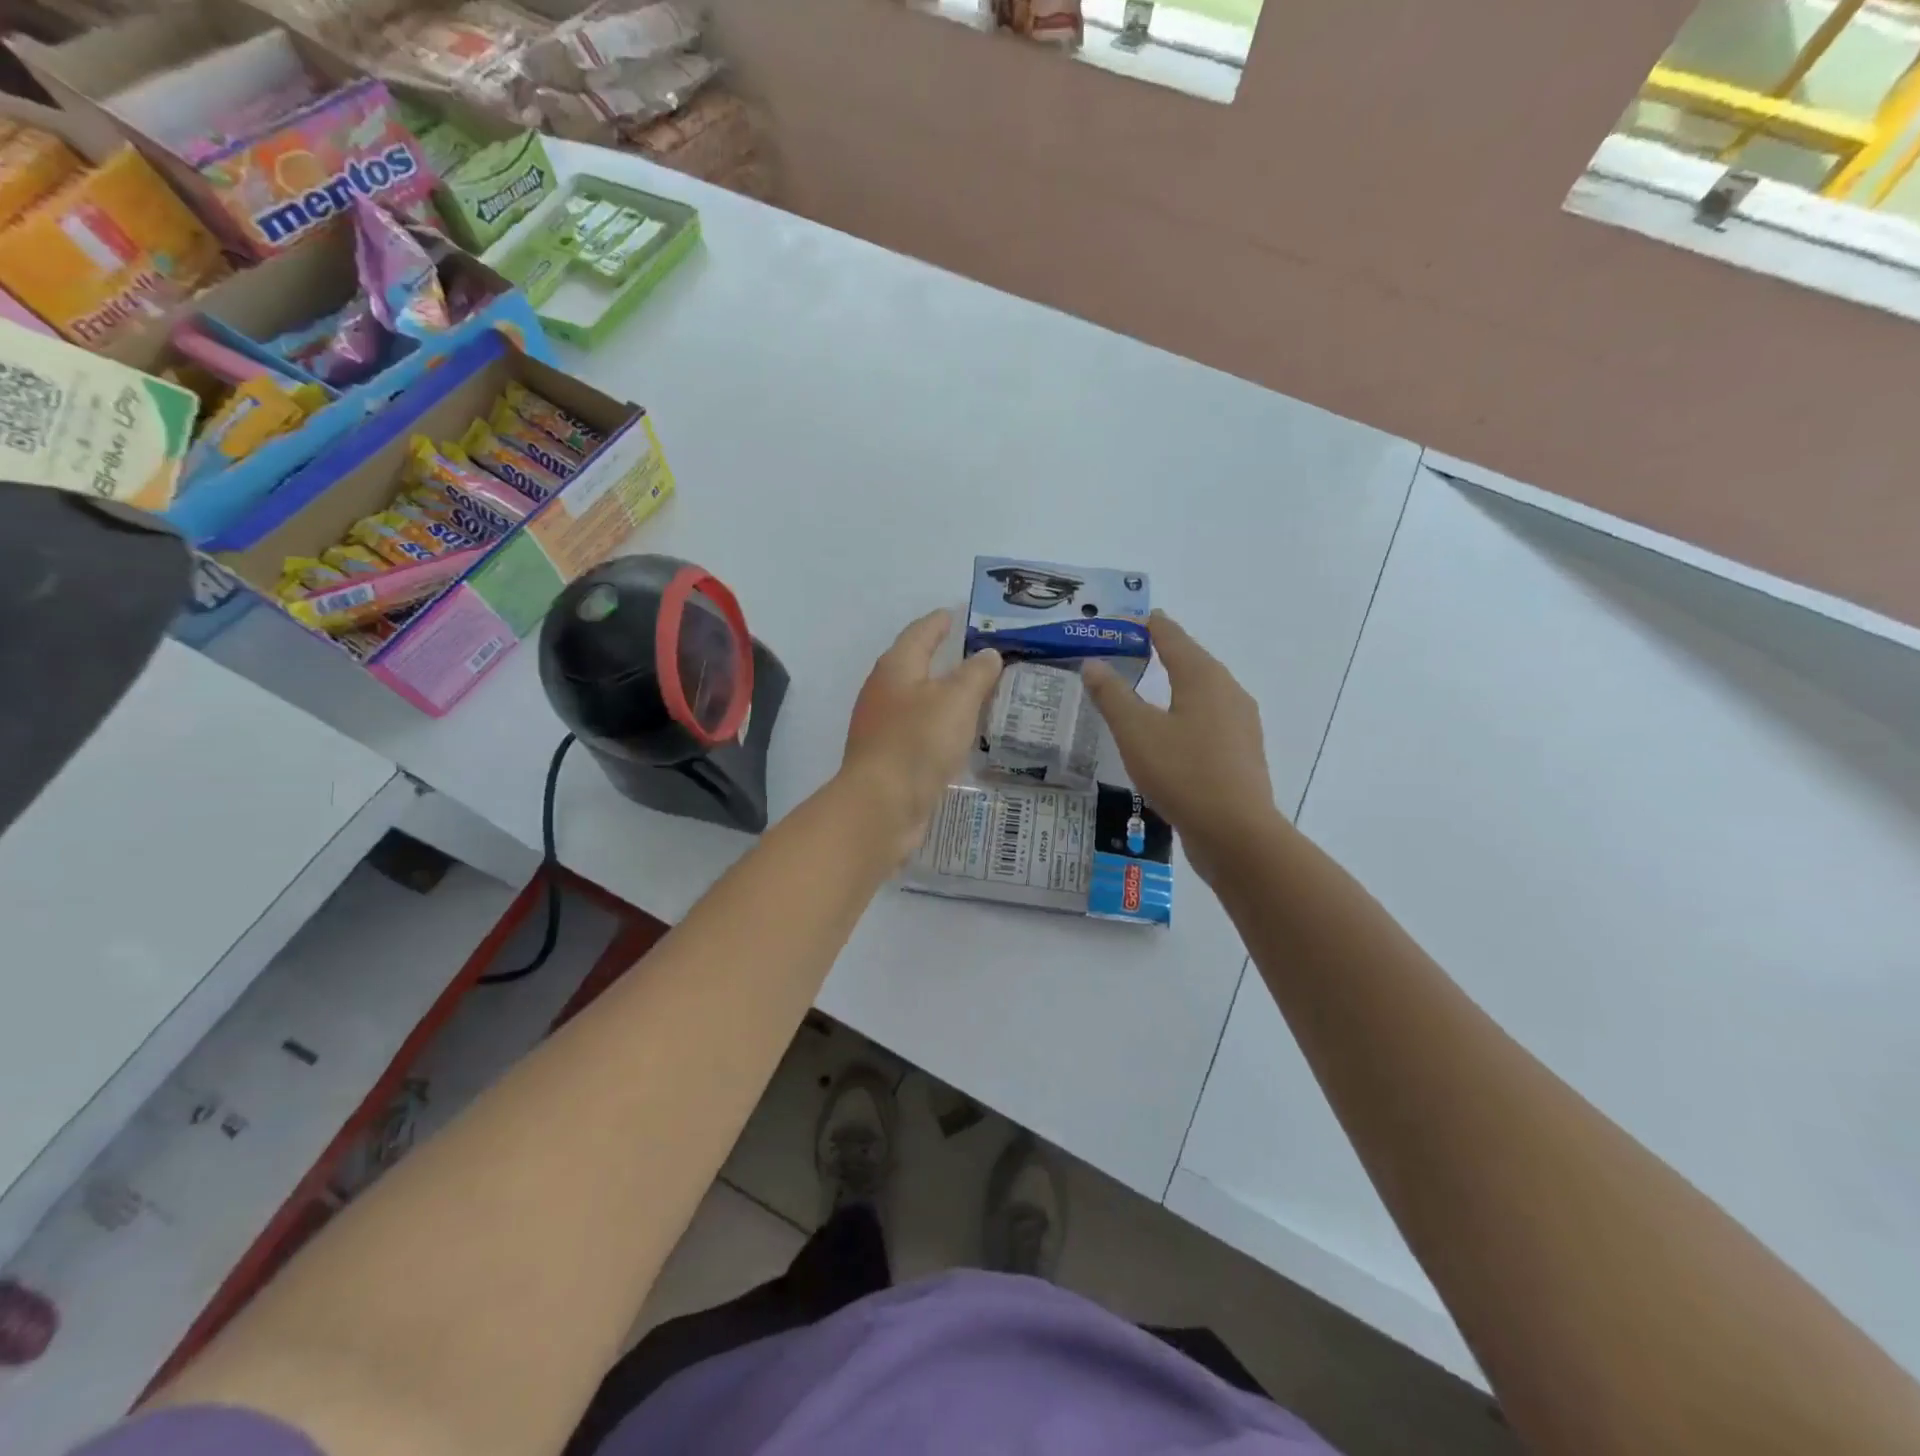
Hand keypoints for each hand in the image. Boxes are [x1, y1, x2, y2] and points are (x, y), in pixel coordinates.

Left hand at [842, 610, 1001, 863]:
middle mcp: (884, 692)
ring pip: (920, 701)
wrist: (881, 807)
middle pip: (917, 665)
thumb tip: (988, 654)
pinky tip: (961, 735)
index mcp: (896, 668)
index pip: (921, 633)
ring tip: (979, 694)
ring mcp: (883, 727)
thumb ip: (976, 674)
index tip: (960, 613)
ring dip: (945, 695)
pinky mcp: (890, 758)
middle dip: (946, 659)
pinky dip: (941, 726)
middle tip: (982, 655)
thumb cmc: (917, 743)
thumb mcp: (956, 700)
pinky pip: (921, 731)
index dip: (942, 621)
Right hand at [1082, 611, 1276, 879]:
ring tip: (1150, 687)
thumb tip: (1093, 663)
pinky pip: (1209, 719)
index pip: (1173, 638)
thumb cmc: (1183, 773)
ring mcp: (1240, 724)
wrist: (1235, 832)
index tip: (1130, 619)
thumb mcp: (1136, 732)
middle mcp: (1228, 692)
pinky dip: (1187, 712)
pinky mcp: (1241, 753)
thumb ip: (1113, 695)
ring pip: (1204, 692)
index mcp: (1204, 678)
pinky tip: (1173, 731)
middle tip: (1132, 650)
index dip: (1151, 626)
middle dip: (1164, 652)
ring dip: (1177, 684)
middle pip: (1193, 661)